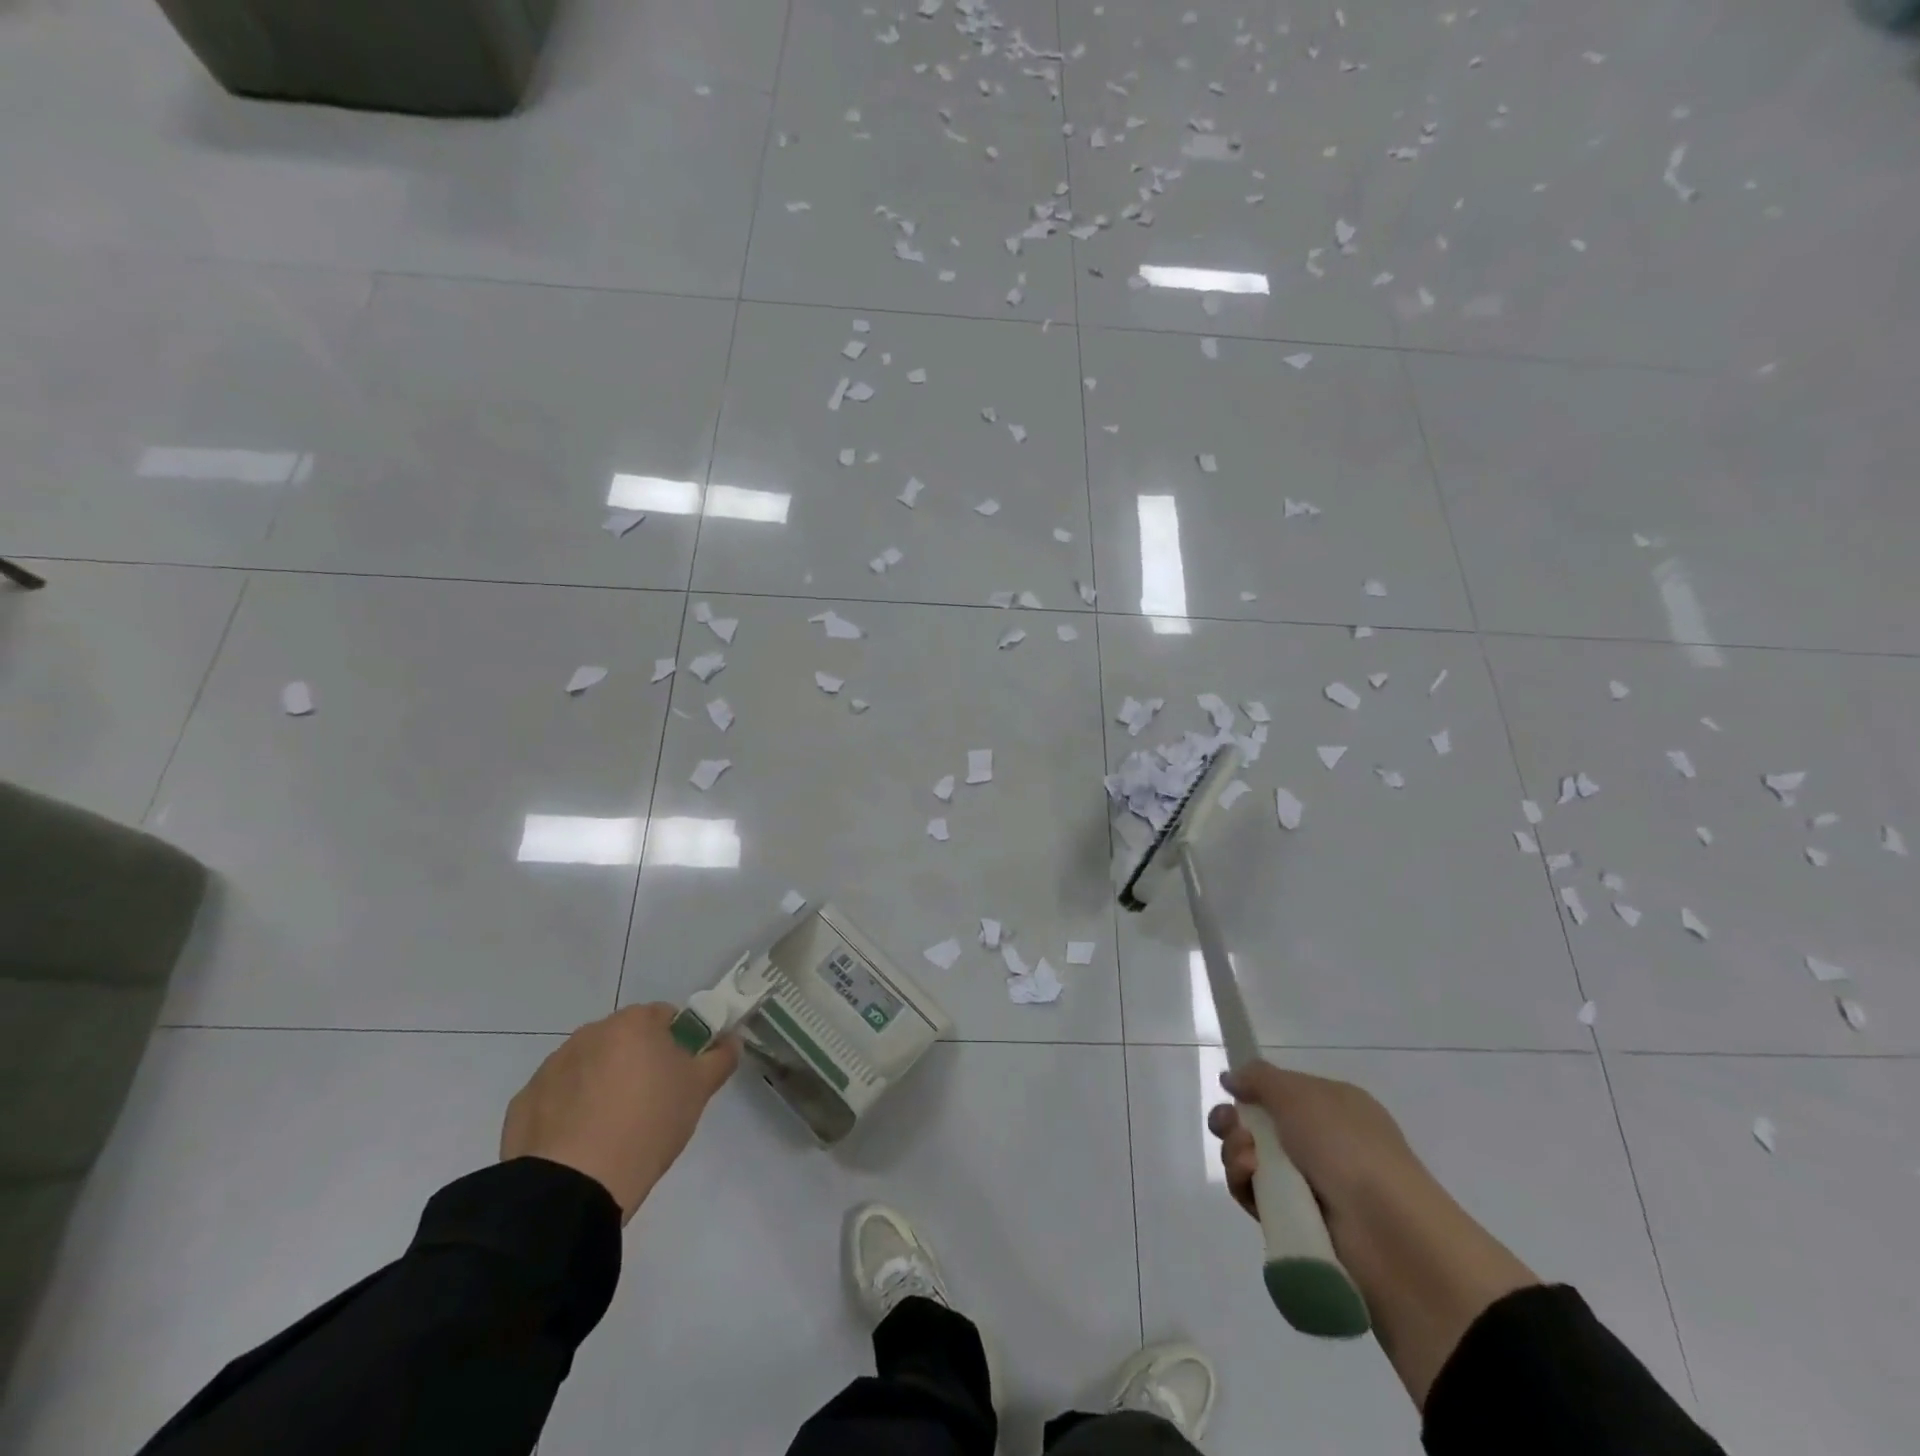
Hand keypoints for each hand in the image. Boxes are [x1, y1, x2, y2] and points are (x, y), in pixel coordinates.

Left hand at [501, 1003, 739, 1223]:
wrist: (574, 1186)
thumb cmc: (647, 1124)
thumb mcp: (699, 1091)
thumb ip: (720, 1058)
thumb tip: (731, 1041)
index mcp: (633, 1023)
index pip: (665, 1016)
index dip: (678, 1042)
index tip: (681, 1074)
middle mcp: (590, 1033)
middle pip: (624, 1039)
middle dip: (638, 1061)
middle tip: (652, 1101)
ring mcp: (552, 1066)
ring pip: (589, 1065)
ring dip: (602, 1083)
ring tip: (613, 1127)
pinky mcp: (525, 1101)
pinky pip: (557, 1096)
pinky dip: (570, 1109)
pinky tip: (581, 1142)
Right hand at [1208, 1061, 1417, 1224]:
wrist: (1386, 1231)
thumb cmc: (1346, 1145)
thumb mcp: (1299, 1093)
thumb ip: (1259, 1078)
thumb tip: (1231, 1078)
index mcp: (1334, 1108)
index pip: (1283, 1094)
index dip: (1253, 1093)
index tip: (1231, 1092)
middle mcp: (1324, 1144)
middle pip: (1260, 1127)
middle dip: (1233, 1123)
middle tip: (1226, 1126)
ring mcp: (1312, 1185)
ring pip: (1253, 1162)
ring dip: (1236, 1153)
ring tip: (1246, 1159)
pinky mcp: (1298, 1222)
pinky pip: (1258, 1198)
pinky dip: (1246, 1185)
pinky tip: (1249, 1178)